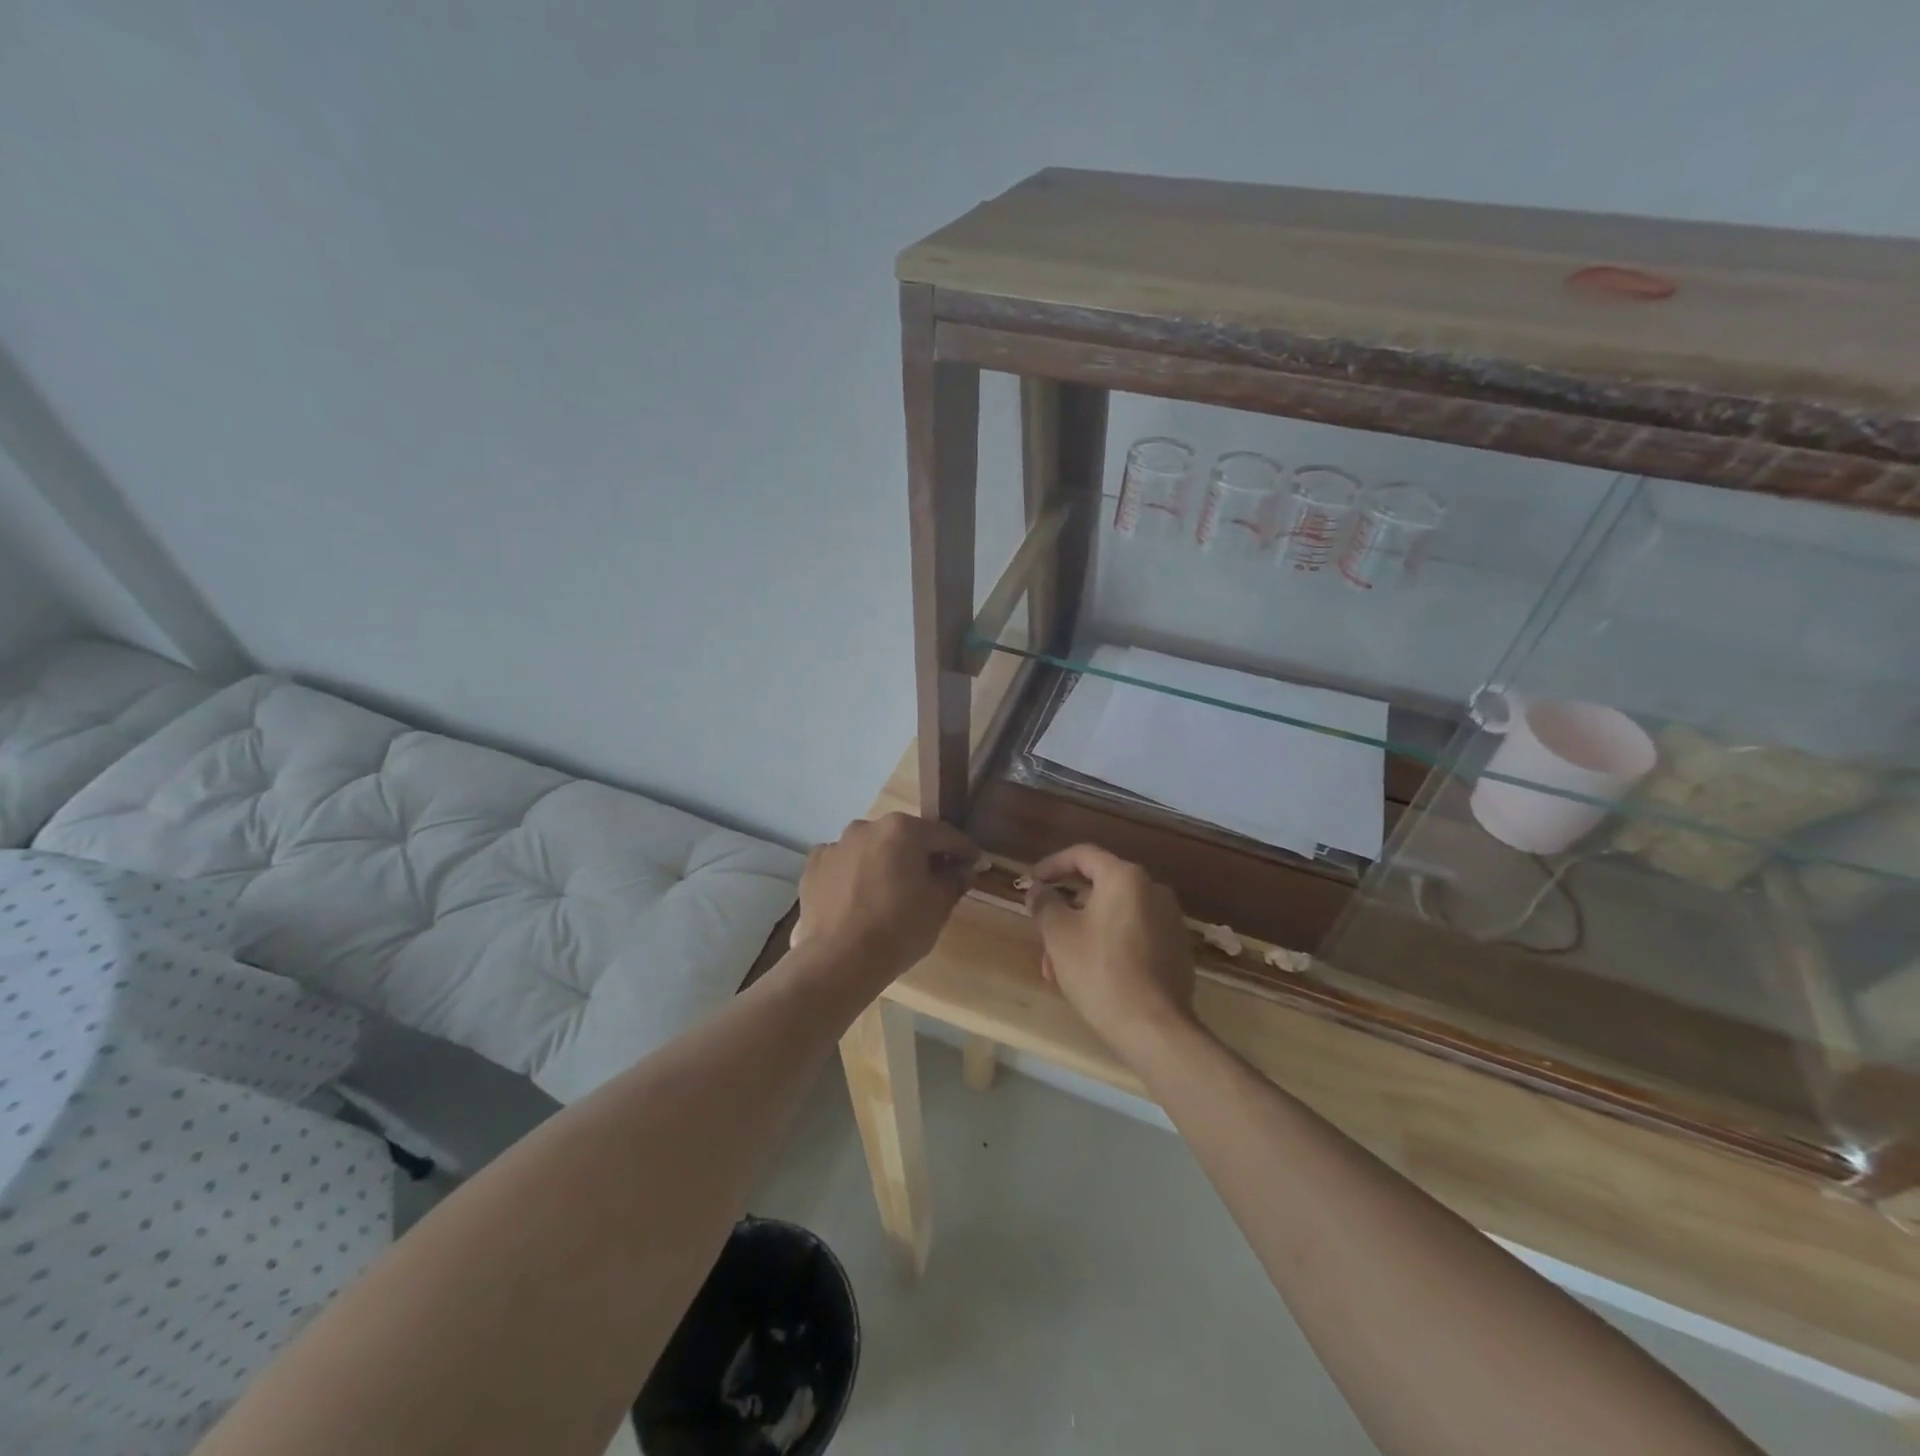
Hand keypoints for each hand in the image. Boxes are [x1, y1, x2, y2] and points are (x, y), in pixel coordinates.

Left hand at [795, 814, 977, 980]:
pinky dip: (854, 874)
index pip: (944, 835)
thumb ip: (954, 880)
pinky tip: (858, 898)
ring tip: (890, 892)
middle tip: (934, 880)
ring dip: (885, 862)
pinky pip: (843, 864)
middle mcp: (868, 827)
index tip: (975, 864)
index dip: (964, 850)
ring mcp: (837, 844)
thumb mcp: (938, 906)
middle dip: (921, 855)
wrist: (839, 961)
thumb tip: (963, 870)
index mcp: (903, 829)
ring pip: (871, 848)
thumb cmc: (898, 929)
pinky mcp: (814, 866)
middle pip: (905, 837)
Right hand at [1026, 844, 1196, 1062]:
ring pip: (1115, 914)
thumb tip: (1038, 889)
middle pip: (1100, 887)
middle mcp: (1153, 889)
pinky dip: (1109, 943)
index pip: (1083, 855)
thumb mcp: (1059, 935)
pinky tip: (1091, 973)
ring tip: (1059, 966)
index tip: (1033, 881)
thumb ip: (1045, 903)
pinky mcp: (1177, 948)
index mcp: (1125, 878)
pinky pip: (1134, 933)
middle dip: (1066, 909)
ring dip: (1084, 931)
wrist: (1154, 1027)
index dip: (1052, 864)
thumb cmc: (1100, 971)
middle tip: (1043, 931)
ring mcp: (1170, 919)